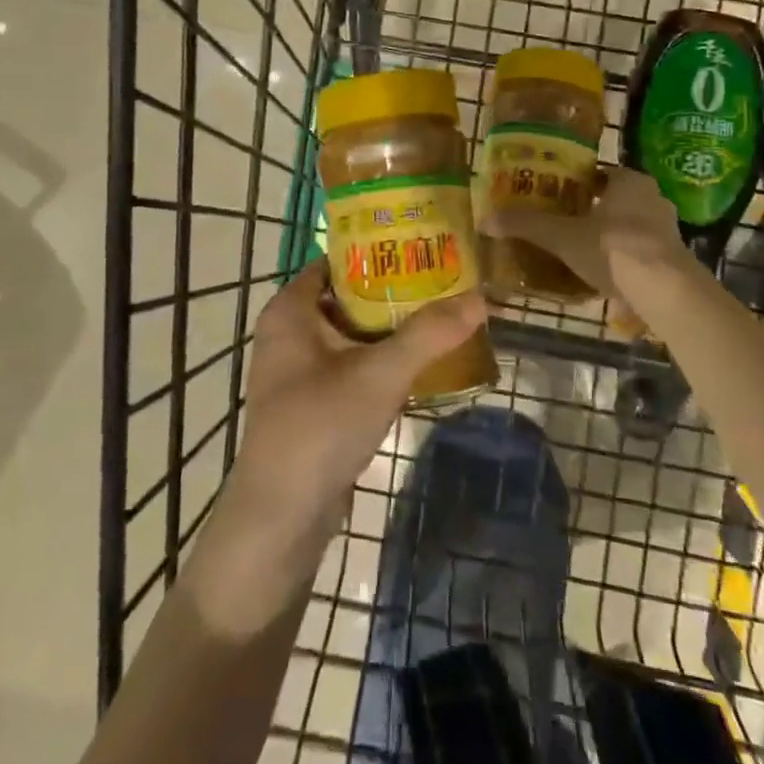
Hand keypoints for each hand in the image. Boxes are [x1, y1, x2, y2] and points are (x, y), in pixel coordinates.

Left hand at [193, 259, 485, 632]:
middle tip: (446, 278)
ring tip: (444, 312)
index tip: (426, 244)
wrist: (281, 519)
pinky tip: (422, 360)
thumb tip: (481, 296)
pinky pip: (353, 363)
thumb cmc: (320, 427)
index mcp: (291, 309)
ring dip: (393, 325)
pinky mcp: (313, 400)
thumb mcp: (380, 374)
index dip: (381, 250)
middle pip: (350, 294)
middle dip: (396, 289)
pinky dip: (383, 357)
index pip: (339, 259)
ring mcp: (300, 368)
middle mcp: (290, 330)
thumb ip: (429, 333)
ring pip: (354, 331)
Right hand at [484, 167, 688, 304]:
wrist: (666, 291)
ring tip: (580, 252)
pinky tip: (604, 275)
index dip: (576, 183)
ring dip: (609, 235)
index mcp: (629, 181)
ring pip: (629, 226)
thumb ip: (527, 226)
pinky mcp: (675, 258)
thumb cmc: (614, 249)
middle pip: (614, 199)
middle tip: (563, 224)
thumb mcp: (563, 237)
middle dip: (592, 211)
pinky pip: (641, 251)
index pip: (598, 173)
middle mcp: (652, 197)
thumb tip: (485, 219)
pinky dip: (624, 258)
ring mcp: (668, 229)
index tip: (554, 195)